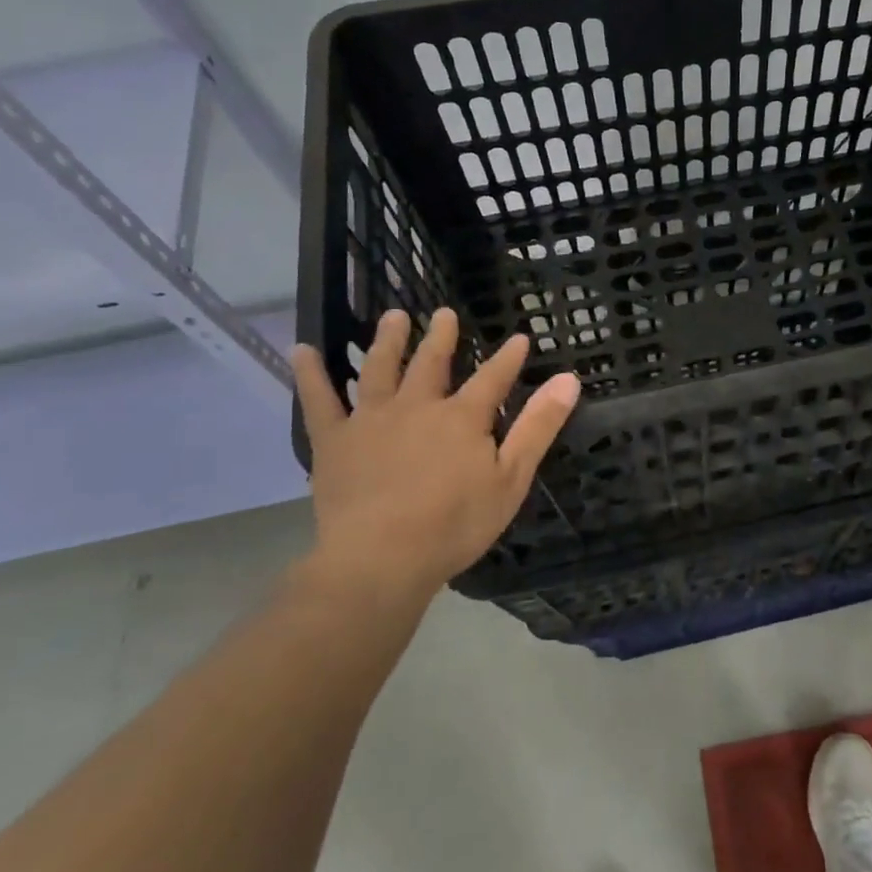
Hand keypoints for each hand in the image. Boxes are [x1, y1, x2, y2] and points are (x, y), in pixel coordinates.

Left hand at [290, 309, 580, 609]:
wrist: (381, 559)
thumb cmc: (454, 524)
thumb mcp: (511, 478)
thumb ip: (539, 426)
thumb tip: (569, 379)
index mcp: (463, 417)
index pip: (493, 378)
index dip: (508, 357)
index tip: (520, 337)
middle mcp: (418, 405)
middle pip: (431, 362)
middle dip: (441, 336)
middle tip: (443, 313)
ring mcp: (372, 419)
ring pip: (380, 369)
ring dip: (388, 341)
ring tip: (393, 317)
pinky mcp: (335, 440)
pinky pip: (320, 401)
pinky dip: (311, 374)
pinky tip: (303, 350)